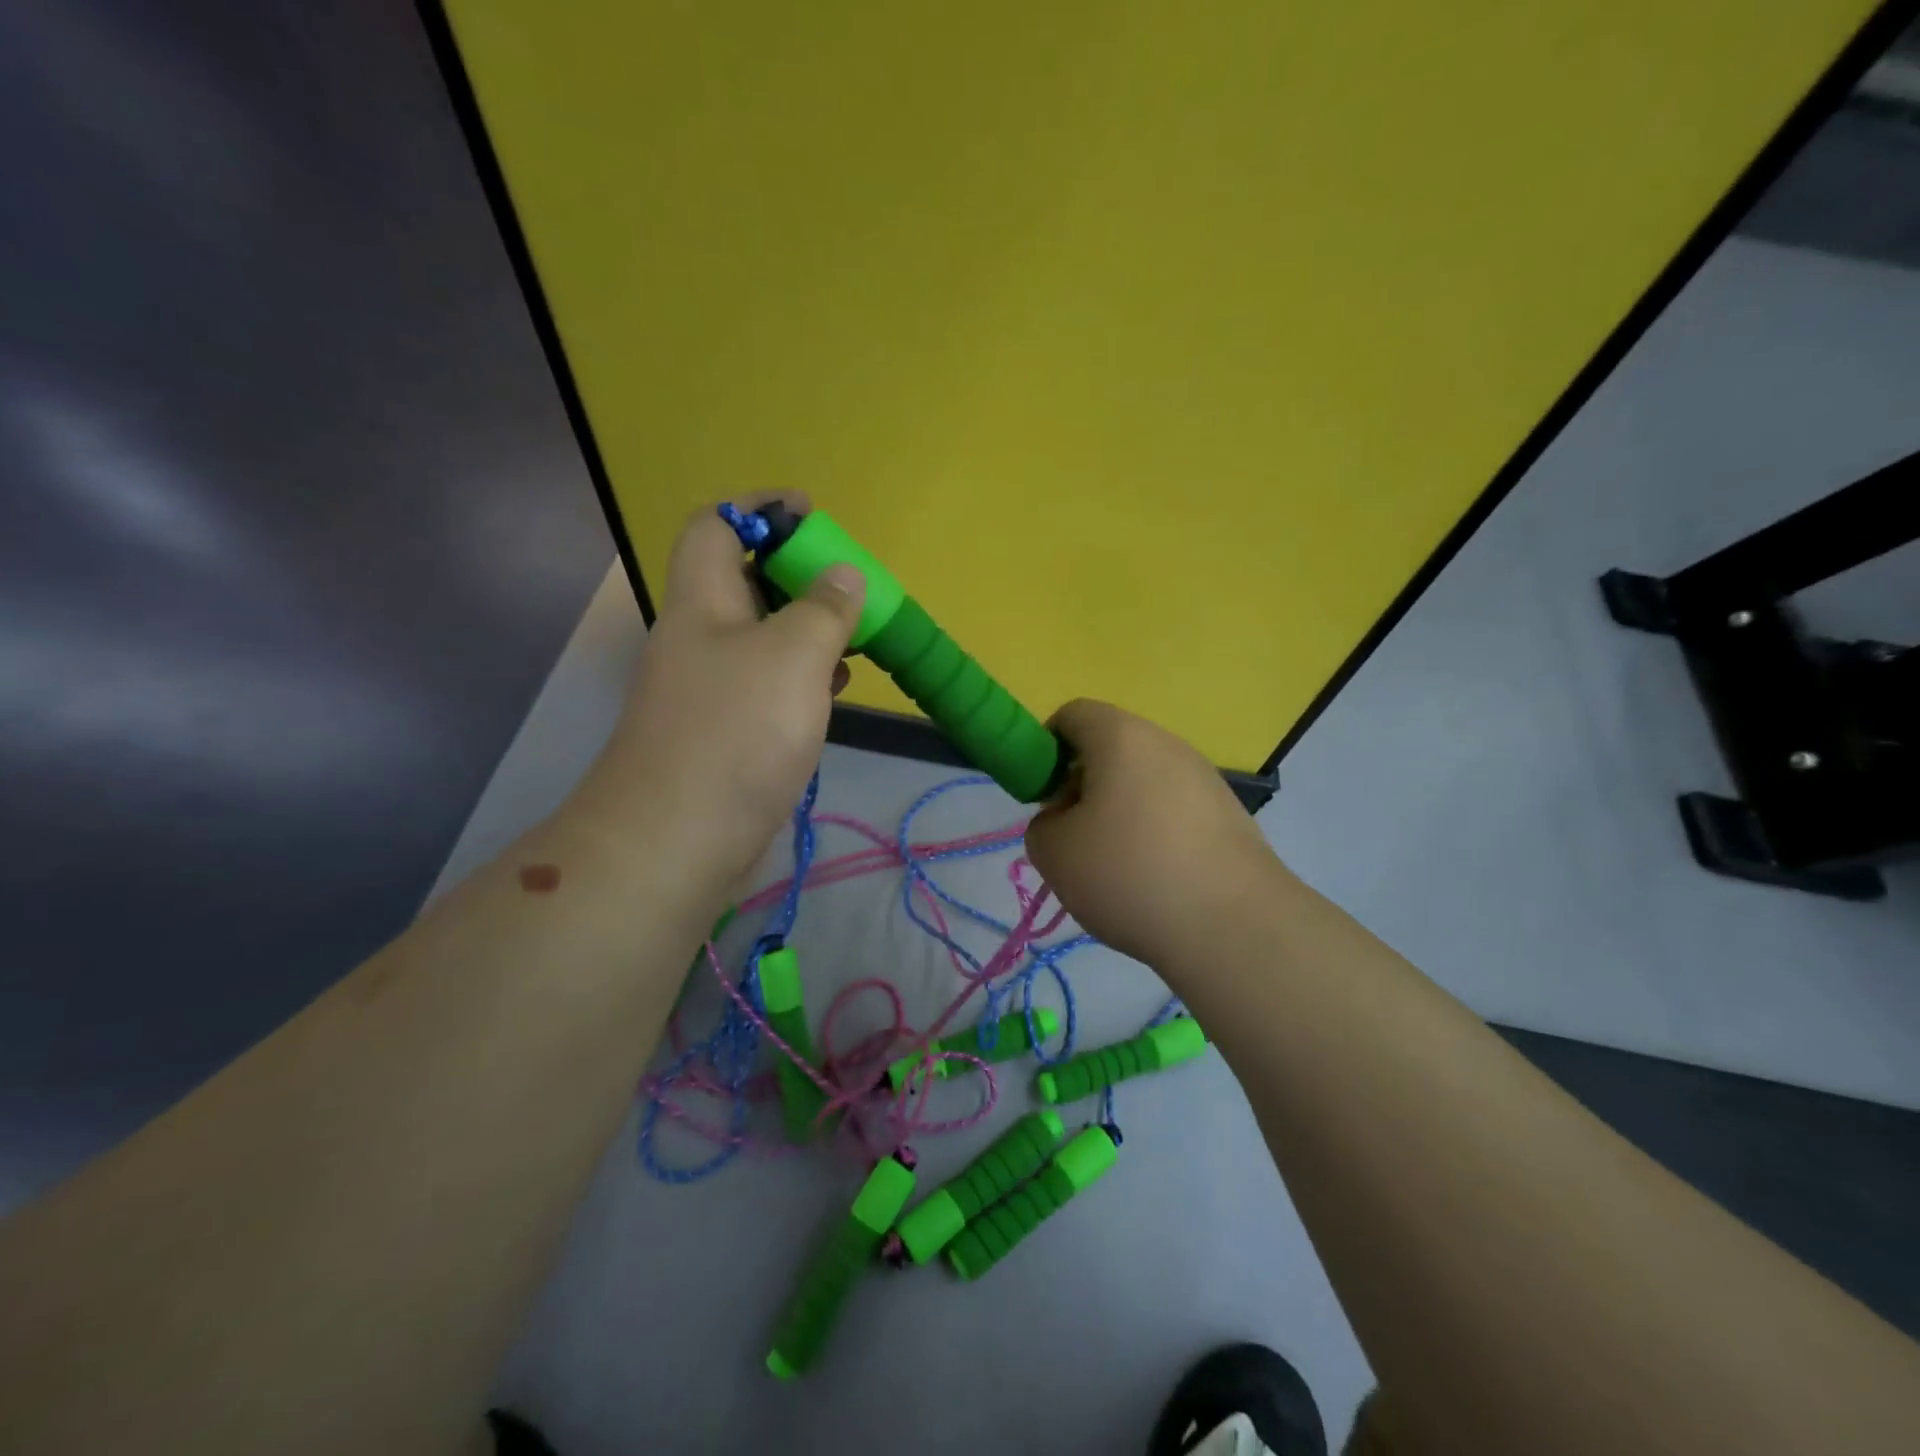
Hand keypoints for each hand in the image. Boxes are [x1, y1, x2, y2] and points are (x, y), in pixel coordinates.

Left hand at [567, 492, 862, 905]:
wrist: (679, 838)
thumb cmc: (736, 731)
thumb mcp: (793, 656)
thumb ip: (824, 607)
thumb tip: (843, 573)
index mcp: (702, 602)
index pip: (713, 525)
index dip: (757, 507)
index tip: (809, 514)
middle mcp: (700, 637)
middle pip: (741, 579)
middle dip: (795, 570)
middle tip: (846, 582)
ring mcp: (712, 687)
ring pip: (760, 635)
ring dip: (805, 626)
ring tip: (854, 632)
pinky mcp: (727, 730)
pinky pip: (767, 682)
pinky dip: (802, 674)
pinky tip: (833, 686)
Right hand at [1025, 700, 1283, 970]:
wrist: (1234, 926)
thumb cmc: (1129, 873)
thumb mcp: (1054, 852)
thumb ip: (1043, 824)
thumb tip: (1066, 821)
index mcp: (1121, 737)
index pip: (1073, 714)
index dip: (1046, 747)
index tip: (1043, 795)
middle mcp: (1167, 744)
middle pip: (1111, 747)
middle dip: (1082, 784)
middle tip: (1074, 835)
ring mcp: (1205, 777)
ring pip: (1143, 781)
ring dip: (1118, 811)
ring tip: (1114, 866)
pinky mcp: (1229, 814)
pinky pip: (1174, 809)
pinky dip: (1154, 832)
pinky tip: (1154, 880)